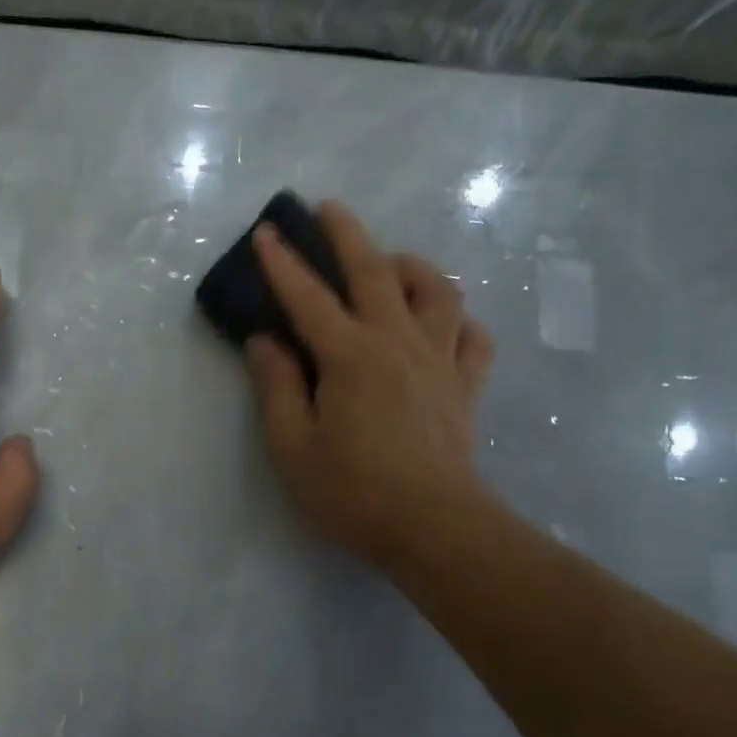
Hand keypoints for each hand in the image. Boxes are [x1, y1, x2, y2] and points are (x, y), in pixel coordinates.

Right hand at [244, 201, 494, 577]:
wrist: (434, 528)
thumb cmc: (352, 491)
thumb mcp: (292, 446)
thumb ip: (277, 387)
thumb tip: (264, 342)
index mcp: (350, 357)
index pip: (308, 298)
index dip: (283, 264)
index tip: (266, 231)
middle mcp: (398, 343)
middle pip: (375, 272)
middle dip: (348, 234)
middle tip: (330, 208)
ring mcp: (440, 361)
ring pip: (437, 291)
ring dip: (411, 266)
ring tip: (391, 263)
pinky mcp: (466, 385)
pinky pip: (472, 336)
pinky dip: (457, 319)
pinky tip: (440, 324)